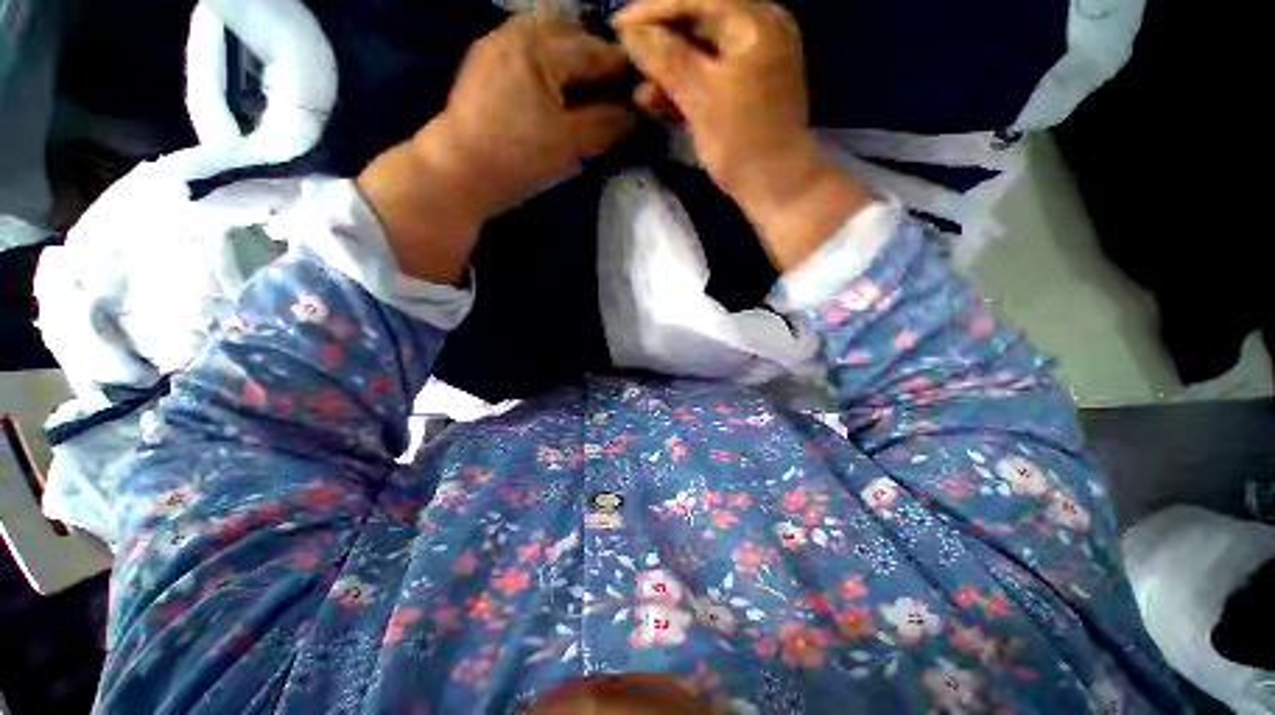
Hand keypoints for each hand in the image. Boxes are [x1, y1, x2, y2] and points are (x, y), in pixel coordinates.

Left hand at [358, 17, 634, 284]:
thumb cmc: (517, 158)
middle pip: (573, 34)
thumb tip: (633, 114)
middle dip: (596, 61)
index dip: (622, 74)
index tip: (638, 95)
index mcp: (541, 47)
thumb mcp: (570, 144)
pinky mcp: (485, 62)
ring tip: (583, 94)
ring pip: (549, 39)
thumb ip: (606, 124)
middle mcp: (518, 32)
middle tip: (610, 94)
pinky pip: (527, 49)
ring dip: (572, 61)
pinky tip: (554, 90)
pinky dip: (549, 64)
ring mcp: (496, 43)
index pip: (596, 51)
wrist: (459, 172)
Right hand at [614, 0, 871, 268]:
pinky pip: (710, 78)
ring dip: (669, 72)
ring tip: (640, 92)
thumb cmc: (743, 141)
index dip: (653, 11)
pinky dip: (685, 89)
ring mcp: (755, 62)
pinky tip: (659, 102)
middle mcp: (759, 31)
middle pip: (699, 24)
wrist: (776, 187)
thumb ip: (665, 58)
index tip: (618, 27)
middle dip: (661, 45)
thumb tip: (631, 33)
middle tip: (628, 61)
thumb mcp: (701, 96)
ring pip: (702, 54)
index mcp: (756, 21)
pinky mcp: (747, 90)